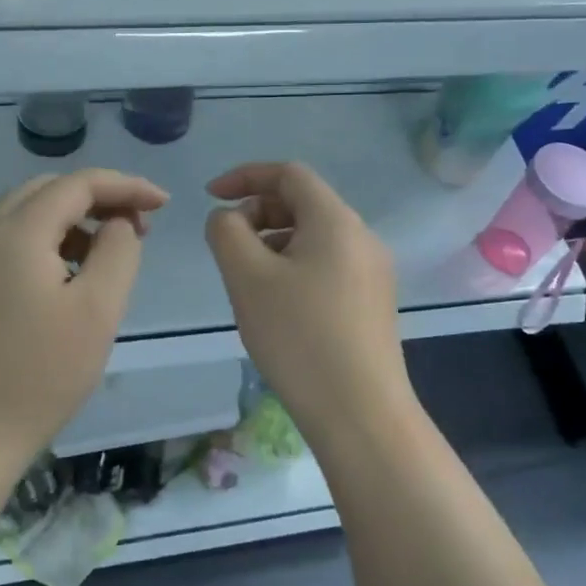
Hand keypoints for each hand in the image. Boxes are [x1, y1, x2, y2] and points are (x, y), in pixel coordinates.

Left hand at [0, 169, 168, 471]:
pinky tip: (70, 275)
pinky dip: (48, 241)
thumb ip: (119, 251)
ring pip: (27, 214)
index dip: (126, 186)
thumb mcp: (98, 310)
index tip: (164, 203)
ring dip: (72, 219)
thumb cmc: (40, 374)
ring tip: (110, 251)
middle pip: (48, 190)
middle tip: (138, 226)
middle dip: (98, 198)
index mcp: (16, 231)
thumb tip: (118, 224)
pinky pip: (11, 241)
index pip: (78, 184)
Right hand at [204, 162, 414, 442]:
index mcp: (336, 220)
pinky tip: (279, 306)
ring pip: (315, 238)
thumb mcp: (247, 277)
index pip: (289, 174)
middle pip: (304, 204)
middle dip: (259, 214)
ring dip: (275, 243)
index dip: (245, 176)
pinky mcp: (373, 303)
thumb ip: (227, 232)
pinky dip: (295, 267)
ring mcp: (374, 272)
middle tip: (228, 248)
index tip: (211, 196)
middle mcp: (362, 237)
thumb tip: (230, 218)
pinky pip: (328, 266)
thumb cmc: (298, 336)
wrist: (359, 411)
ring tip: (249, 281)